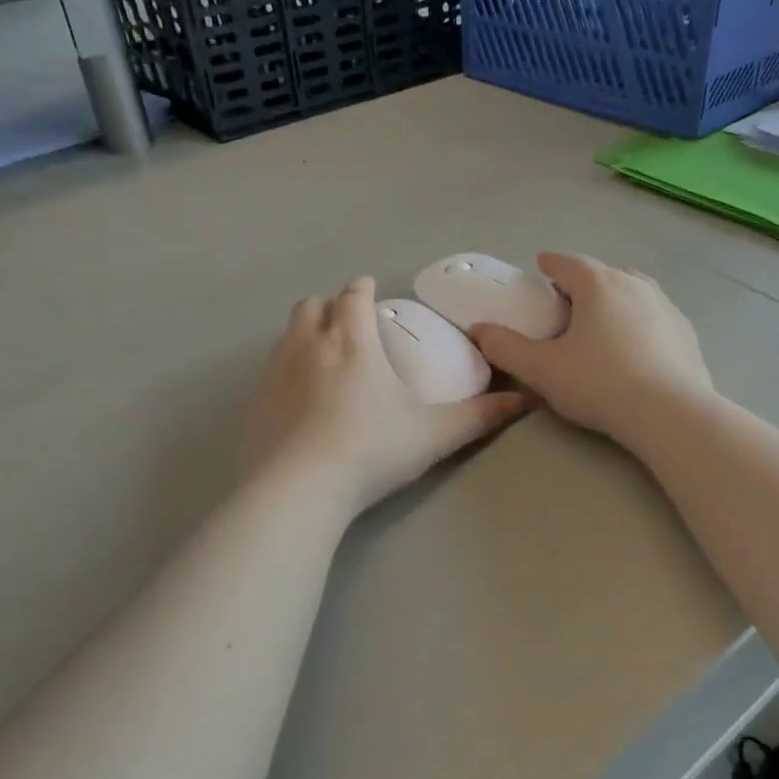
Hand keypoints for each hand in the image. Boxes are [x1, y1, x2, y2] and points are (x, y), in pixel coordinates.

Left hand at [243, 277, 526, 513]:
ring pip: (287, 334)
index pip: (352, 296)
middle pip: (311, 306)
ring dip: (305, 333)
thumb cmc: (371, 451)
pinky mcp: (255, 402)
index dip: (361, 288)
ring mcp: (275, 373)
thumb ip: (479, 416)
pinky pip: (269, 369)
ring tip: (323, 356)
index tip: (369, 289)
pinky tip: (299, 398)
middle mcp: (308, 346)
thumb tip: (524, 399)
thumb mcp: (434, 435)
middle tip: (347, 324)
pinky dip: (286, 368)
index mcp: (351, 343)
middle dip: (329, 306)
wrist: (299, 490)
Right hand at [470, 254, 711, 444]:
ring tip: (602, 323)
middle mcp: (635, 285)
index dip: (550, 264)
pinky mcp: (686, 333)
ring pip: (634, 292)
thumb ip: (506, 348)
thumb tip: (478, 330)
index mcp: (598, 285)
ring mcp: (667, 307)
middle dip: (584, 283)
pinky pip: (655, 317)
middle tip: (567, 304)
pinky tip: (636, 348)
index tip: (540, 268)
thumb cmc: (600, 384)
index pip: (568, 263)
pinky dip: (640, 322)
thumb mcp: (542, 370)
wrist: (670, 414)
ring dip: (615, 300)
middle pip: (603, 274)